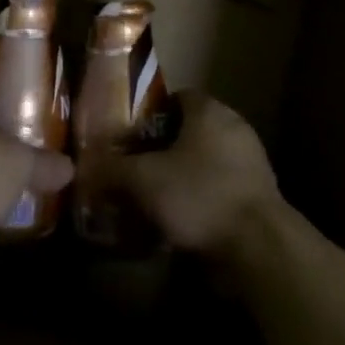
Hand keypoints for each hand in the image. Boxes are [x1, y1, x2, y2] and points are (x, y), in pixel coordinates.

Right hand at [97, 94, 285, 261]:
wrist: (258, 246)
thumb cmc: (199, 195)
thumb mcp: (143, 180)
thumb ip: (112, 169)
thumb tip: (85, 167)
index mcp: (209, 111)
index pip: (176, 98)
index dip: (149, 114)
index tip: (127, 135)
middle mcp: (235, 128)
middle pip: (190, 131)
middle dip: (162, 148)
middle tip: (133, 168)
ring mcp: (251, 162)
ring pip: (205, 161)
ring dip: (181, 176)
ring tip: (151, 198)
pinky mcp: (259, 195)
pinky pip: (219, 188)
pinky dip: (199, 198)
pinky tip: (178, 220)